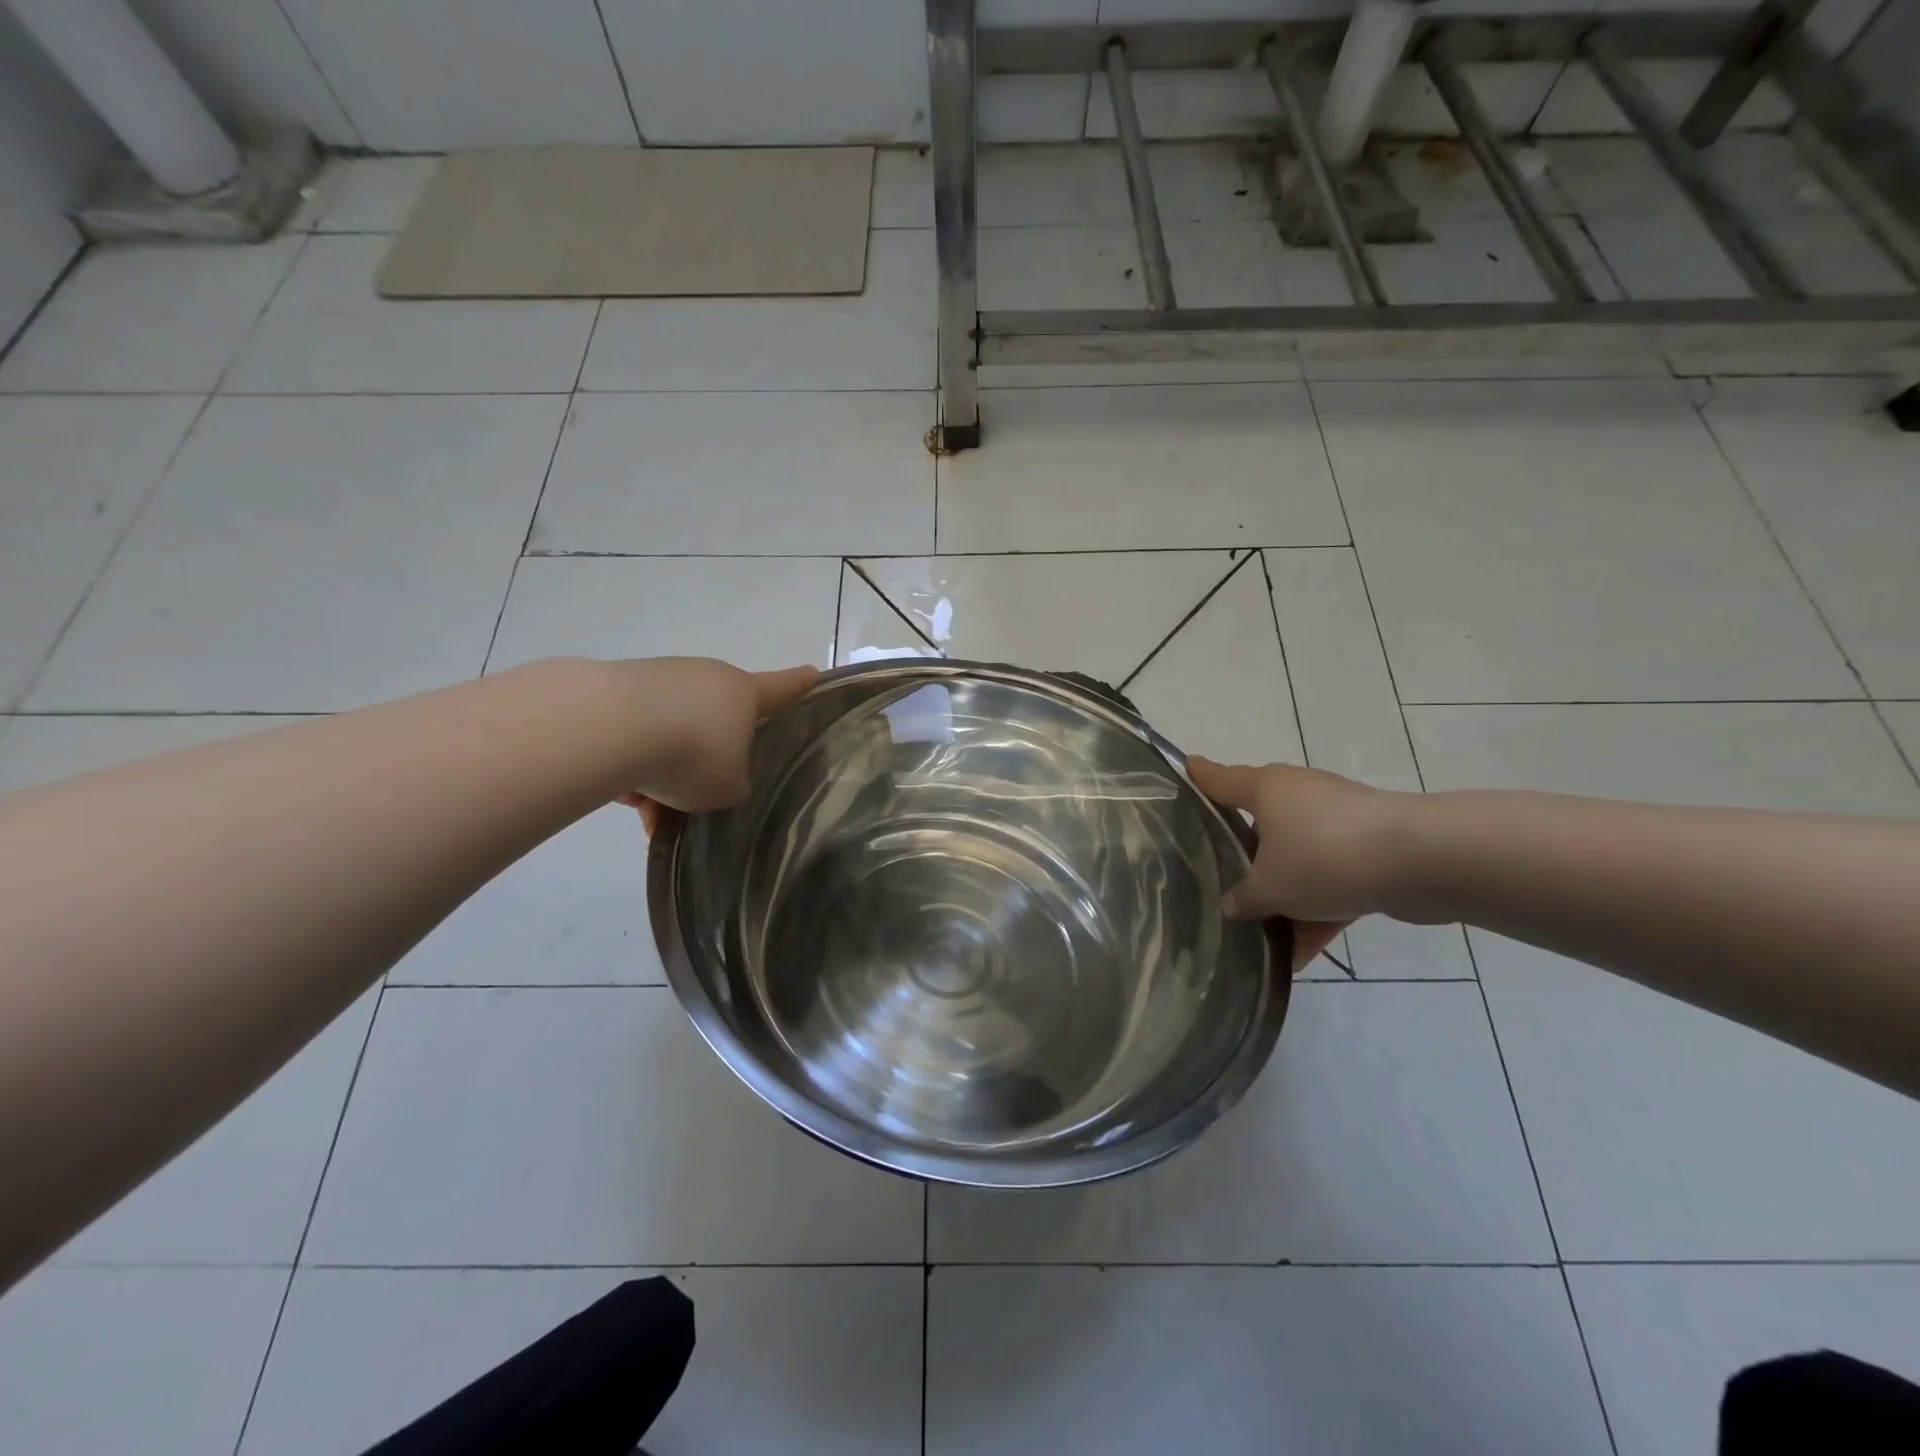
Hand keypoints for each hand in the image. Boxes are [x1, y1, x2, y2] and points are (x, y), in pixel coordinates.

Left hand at [621, 658, 817, 816]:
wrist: (608, 726)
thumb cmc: (692, 754)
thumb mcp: (727, 788)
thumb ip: (732, 785)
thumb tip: (714, 777)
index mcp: (743, 694)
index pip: (782, 688)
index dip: (799, 685)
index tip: (813, 673)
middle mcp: (705, 677)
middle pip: (716, 721)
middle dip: (706, 760)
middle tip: (693, 799)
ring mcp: (660, 678)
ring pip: (672, 733)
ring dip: (664, 771)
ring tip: (648, 809)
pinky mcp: (617, 688)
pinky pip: (636, 734)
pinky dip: (634, 763)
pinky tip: (621, 792)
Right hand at [1188, 757, 1415, 970]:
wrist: (1419, 861)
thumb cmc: (1323, 857)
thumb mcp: (1270, 887)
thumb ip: (1244, 898)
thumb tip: (1230, 906)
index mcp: (1267, 790)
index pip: (1220, 779)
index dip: (1200, 776)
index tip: (1185, 766)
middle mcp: (1299, 796)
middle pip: (1260, 823)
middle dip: (1243, 854)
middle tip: (1218, 875)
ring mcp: (1337, 821)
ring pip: (1297, 858)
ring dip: (1283, 895)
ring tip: (1261, 937)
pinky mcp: (1369, 848)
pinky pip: (1330, 880)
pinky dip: (1316, 911)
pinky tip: (1302, 954)